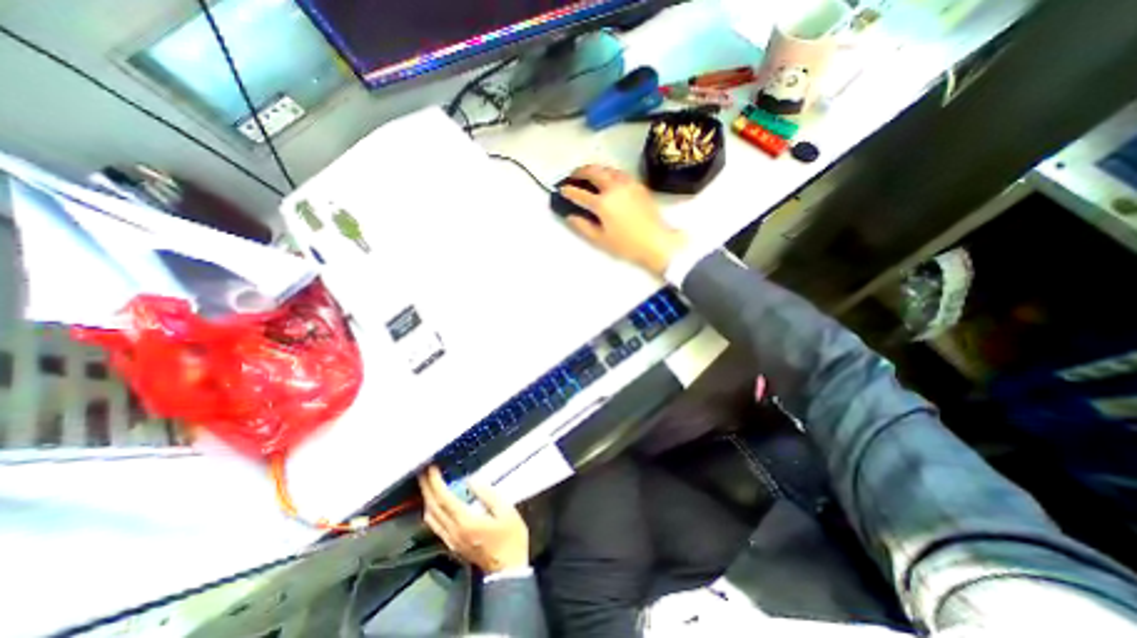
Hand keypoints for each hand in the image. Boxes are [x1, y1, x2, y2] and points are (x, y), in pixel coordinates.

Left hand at [416, 463, 530, 572]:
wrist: (508, 570)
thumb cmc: (510, 537)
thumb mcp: (506, 511)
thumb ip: (487, 494)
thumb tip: (471, 480)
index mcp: (466, 521)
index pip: (444, 499)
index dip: (435, 482)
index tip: (431, 468)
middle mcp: (453, 531)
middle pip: (433, 508)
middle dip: (426, 488)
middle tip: (423, 471)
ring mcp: (451, 540)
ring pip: (431, 518)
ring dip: (427, 499)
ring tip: (428, 483)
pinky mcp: (453, 545)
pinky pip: (435, 526)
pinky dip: (432, 510)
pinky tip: (435, 503)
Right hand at [559, 161, 682, 273]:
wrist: (656, 241)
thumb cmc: (626, 245)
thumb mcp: (600, 240)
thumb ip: (583, 226)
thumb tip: (570, 216)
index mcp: (602, 203)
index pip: (580, 193)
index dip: (568, 191)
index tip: (562, 189)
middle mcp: (613, 188)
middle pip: (593, 172)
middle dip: (580, 172)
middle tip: (573, 176)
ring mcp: (627, 184)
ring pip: (607, 169)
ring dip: (595, 169)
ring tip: (588, 175)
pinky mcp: (638, 185)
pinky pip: (619, 173)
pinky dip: (609, 172)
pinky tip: (608, 179)